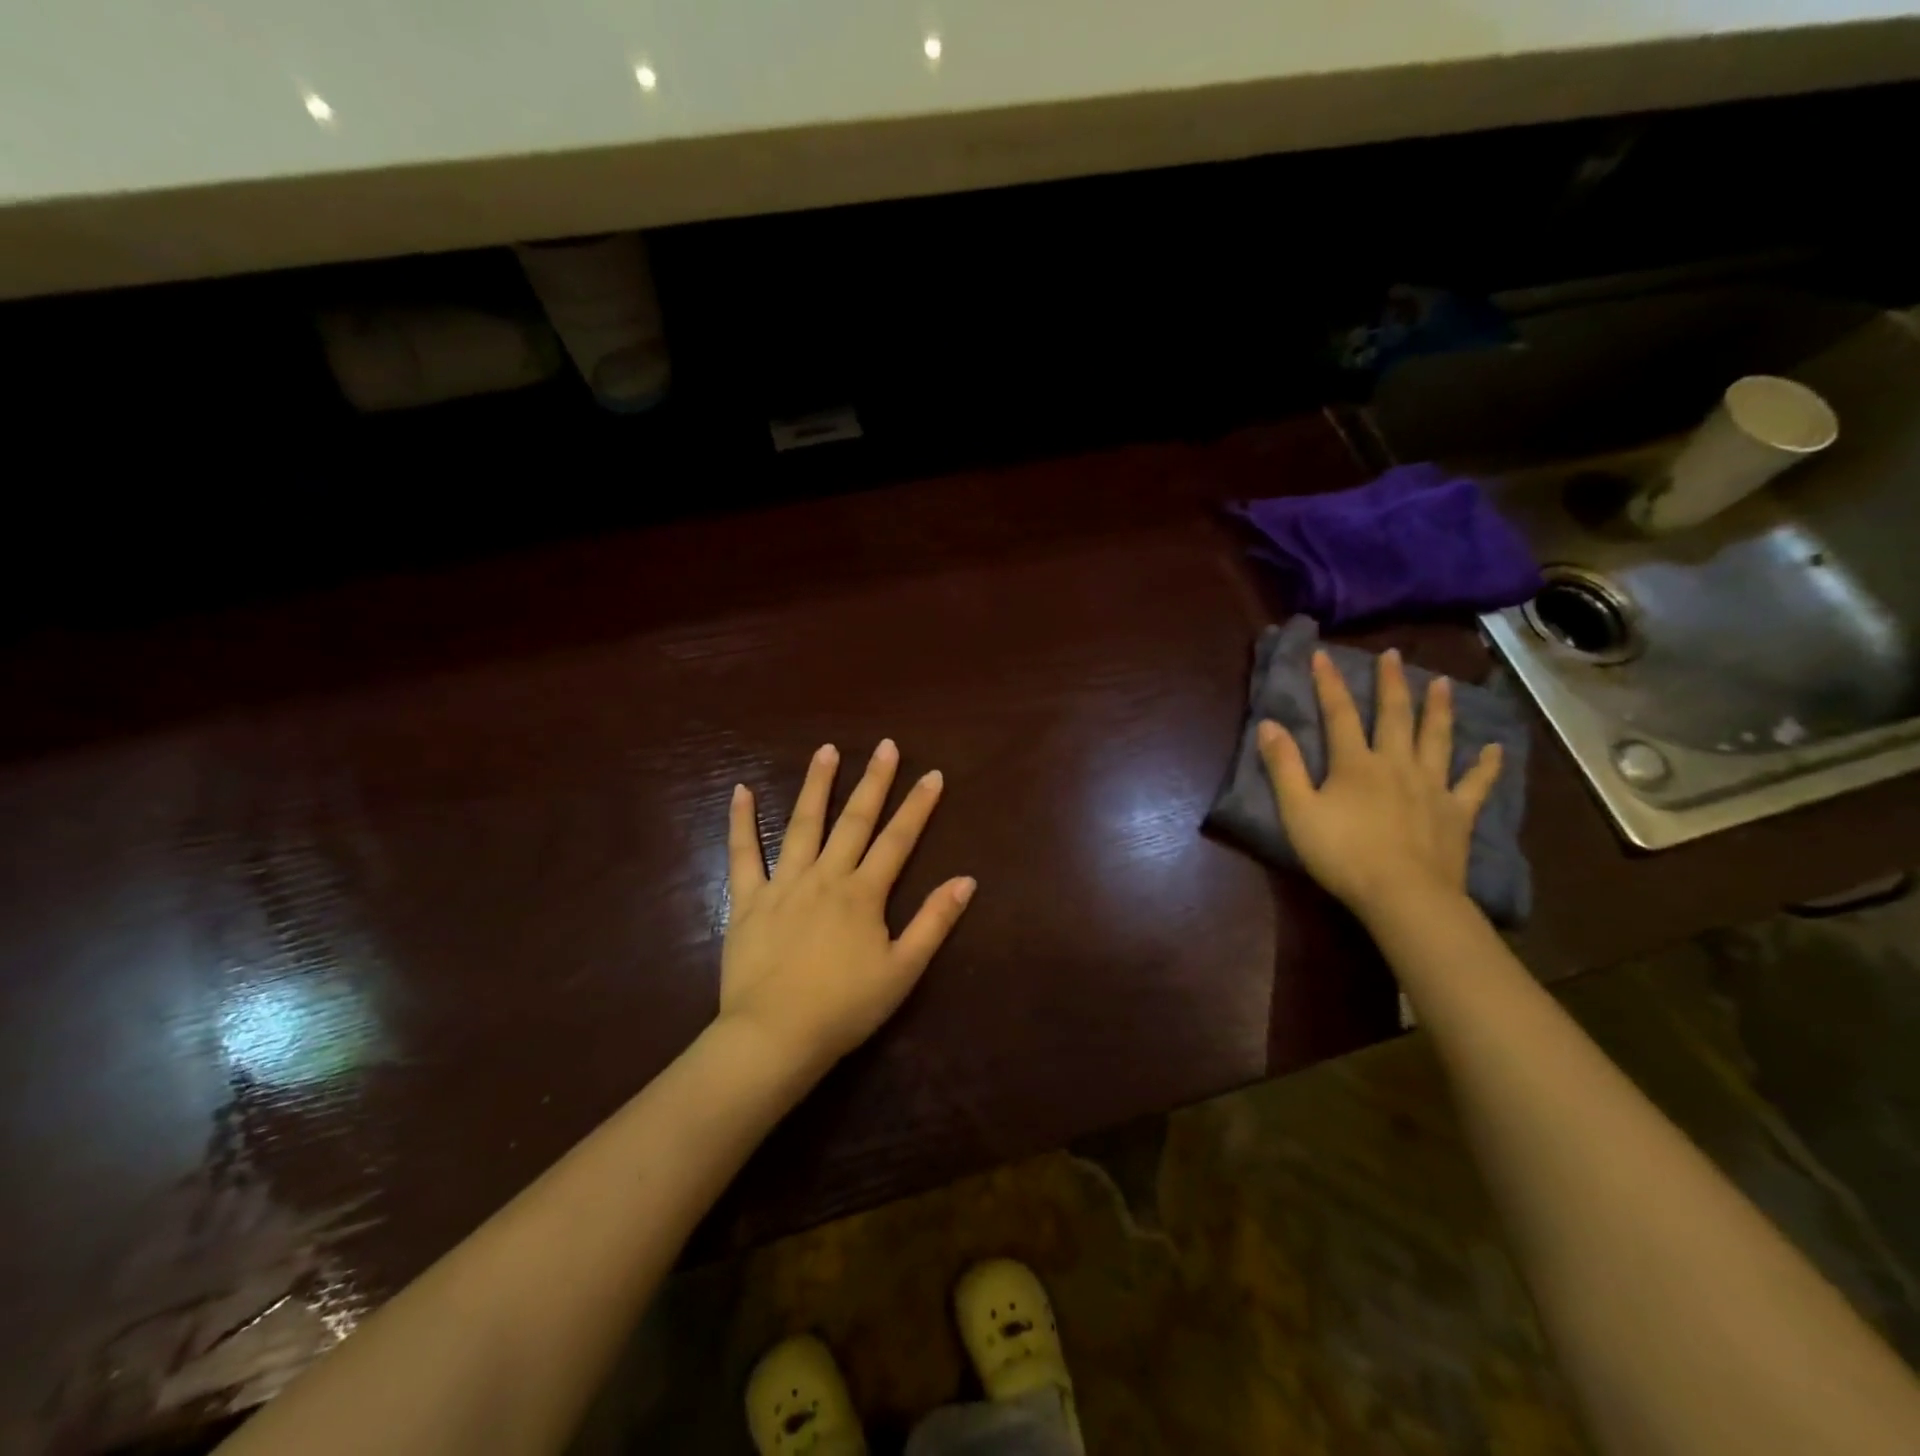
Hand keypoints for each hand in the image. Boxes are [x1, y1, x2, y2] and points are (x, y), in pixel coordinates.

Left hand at [720, 739, 975, 1073]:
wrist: (775, 1036)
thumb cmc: (845, 1007)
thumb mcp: (903, 970)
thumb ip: (934, 921)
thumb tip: (966, 880)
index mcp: (864, 893)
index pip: (898, 839)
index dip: (918, 806)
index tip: (932, 774)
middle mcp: (826, 876)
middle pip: (855, 820)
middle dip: (874, 781)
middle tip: (886, 745)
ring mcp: (784, 884)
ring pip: (803, 824)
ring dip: (817, 785)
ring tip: (827, 750)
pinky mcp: (748, 899)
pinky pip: (743, 853)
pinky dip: (742, 821)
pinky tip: (742, 790)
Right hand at [1257, 648, 1502, 921]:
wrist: (1403, 895)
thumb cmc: (1342, 854)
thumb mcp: (1298, 811)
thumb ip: (1283, 767)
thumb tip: (1269, 724)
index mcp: (1355, 763)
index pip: (1338, 714)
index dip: (1329, 683)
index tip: (1323, 655)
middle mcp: (1396, 763)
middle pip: (1394, 715)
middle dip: (1390, 683)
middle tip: (1393, 655)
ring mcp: (1432, 786)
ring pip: (1436, 738)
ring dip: (1438, 709)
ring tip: (1441, 683)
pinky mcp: (1456, 812)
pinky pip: (1475, 783)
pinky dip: (1486, 765)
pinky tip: (1494, 748)